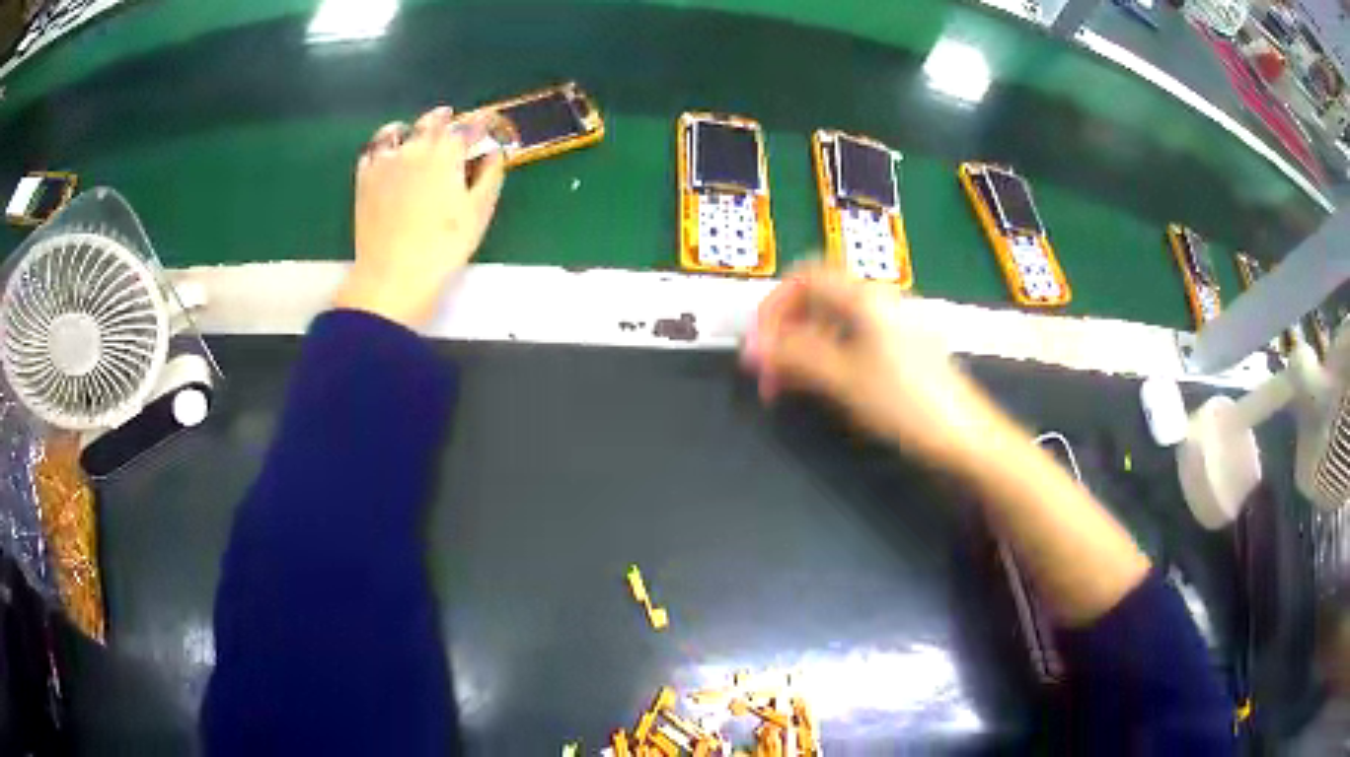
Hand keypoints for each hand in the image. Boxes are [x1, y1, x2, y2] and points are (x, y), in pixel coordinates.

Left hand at [334, 106, 506, 327]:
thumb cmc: (443, 247)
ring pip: (396, 130)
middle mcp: (414, 149)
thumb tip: (494, 153)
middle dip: (444, 118)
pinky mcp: (363, 180)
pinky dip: (382, 146)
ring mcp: (384, 163)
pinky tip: (387, 154)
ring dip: (410, 127)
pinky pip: (371, 152)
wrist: (393, 275)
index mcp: (446, 154)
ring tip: (413, 130)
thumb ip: (489, 177)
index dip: (480, 122)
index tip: (487, 121)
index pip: (466, 127)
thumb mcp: (478, 213)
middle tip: (451, 118)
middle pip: (430, 123)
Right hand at [742, 264, 992, 463]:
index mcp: (864, 298)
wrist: (964, 435)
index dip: (774, 306)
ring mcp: (892, 325)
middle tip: (768, 377)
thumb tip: (750, 346)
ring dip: (803, 348)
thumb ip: (794, 356)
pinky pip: (852, 340)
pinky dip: (827, 357)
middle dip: (785, 331)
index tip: (758, 347)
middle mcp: (878, 301)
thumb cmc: (904, 402)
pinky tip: (821, 387)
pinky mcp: (901, 348)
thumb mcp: (843, 379)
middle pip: (817, 299)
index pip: (804, 278)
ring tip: (789, 389)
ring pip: (833, 322)